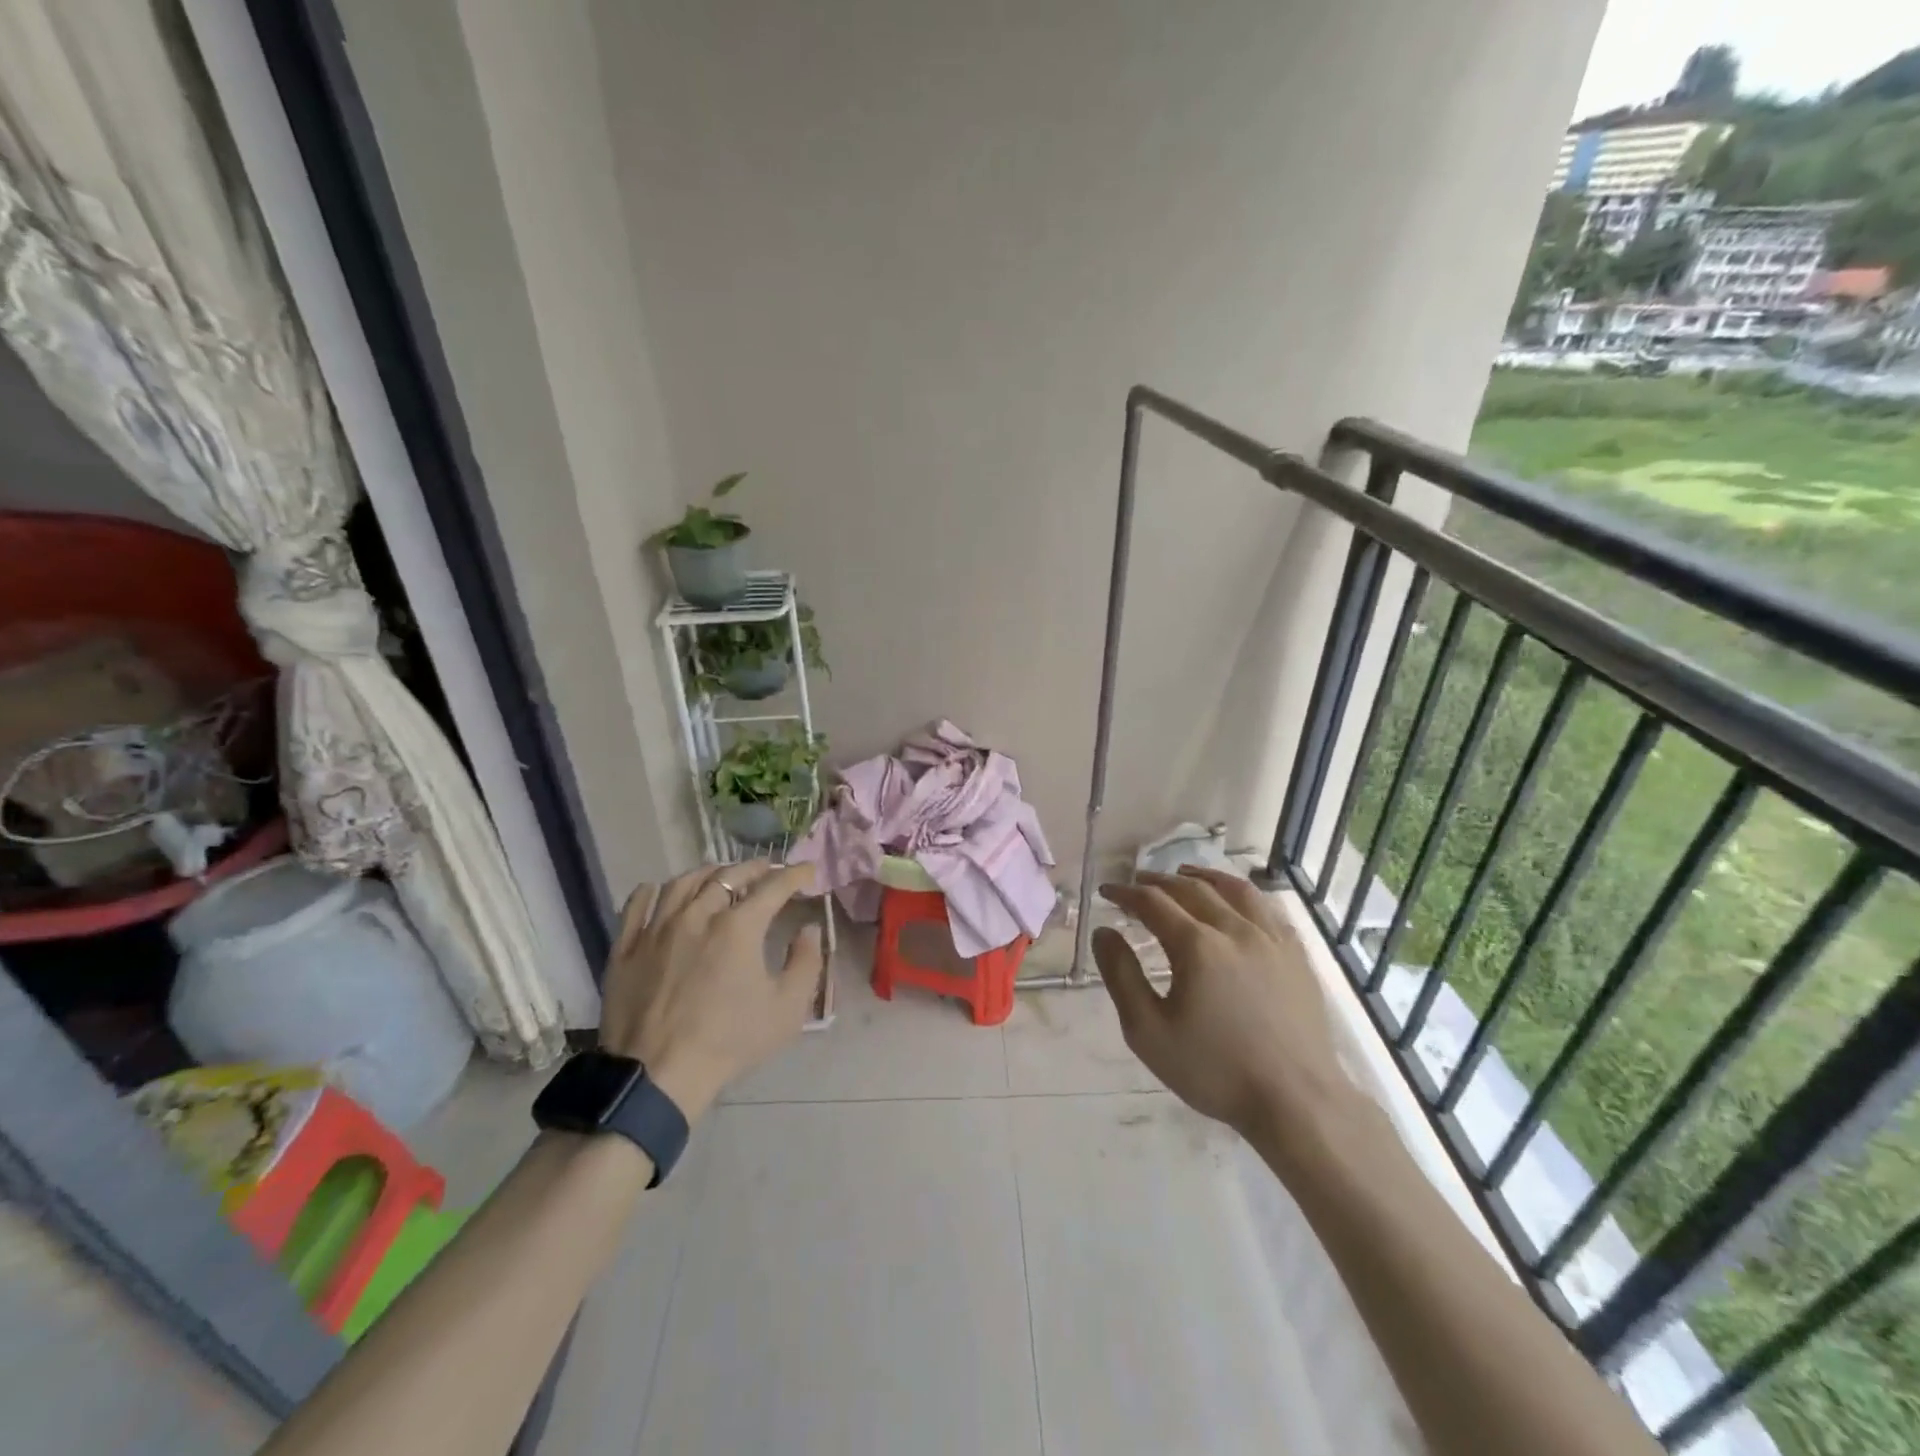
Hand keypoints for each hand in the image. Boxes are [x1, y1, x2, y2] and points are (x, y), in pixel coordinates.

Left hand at [599, 861, 824, 1120]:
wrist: (657, 1075)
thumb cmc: (729, 1041)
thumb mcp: (787, 1009)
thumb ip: (806, 963)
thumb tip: (809, 930)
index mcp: (739, 927)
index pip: (773, 887)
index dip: (795, 875)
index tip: (808, 871)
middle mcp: (698, 914)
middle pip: (728, 875)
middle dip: (754, 868)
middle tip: (768, 870)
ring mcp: (657, 928)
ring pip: (684, 882)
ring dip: (709, 873)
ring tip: (721, 876)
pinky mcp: (627, 946)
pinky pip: (639, 903)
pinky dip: (656, 890)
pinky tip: (665, 892)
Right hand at [1094, 867, 1361, 1151]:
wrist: (1297, 1102)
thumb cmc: (1215, 1070)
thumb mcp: (1148, 1032)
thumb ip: (1121, 976)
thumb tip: (1104, 932)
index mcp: (1197, 945)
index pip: (1153, 902)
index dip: (1126, 893)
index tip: (1107, 892)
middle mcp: (1234, 929)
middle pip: (1191, 889)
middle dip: (1158, 881)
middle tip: (1138, 882)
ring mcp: (1271, 939)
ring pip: (1234, 890)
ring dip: (1203, 877)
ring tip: (1185, 874)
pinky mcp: (1296, 955)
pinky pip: (1267, 908)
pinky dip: (1242, 894)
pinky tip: (1237, 902)